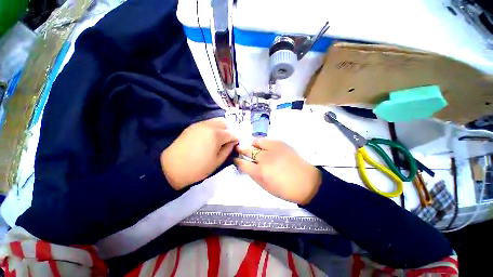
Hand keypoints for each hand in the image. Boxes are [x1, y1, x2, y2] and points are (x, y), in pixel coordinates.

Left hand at [161, 117, 237, 189]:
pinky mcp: (191, 127)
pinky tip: (207, 139)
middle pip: (223, 122)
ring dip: (219, 129)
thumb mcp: (217, 162)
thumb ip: (228, 150)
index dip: (235, 139)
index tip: (235, 145)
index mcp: (216, 135)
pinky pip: (206, 124)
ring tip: (216, 140)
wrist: (171, 168)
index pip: (231, 133)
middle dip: (228, 130)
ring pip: (214, 121)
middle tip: (226, 141)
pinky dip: (211, 129)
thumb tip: (232, 142)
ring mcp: (199, 125)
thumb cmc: (198, 168)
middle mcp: (208, 126)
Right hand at [234, 139, 321, 204]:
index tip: (235, 159)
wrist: (306, 182)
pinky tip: (264, 147)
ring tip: (255, 149)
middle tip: (238, 150)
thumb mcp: (265, 187)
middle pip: (247, 150)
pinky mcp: (280, 142)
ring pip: (256, 141)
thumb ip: (253, 175)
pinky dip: (262, 142)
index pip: (242, 163)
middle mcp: (264, 158)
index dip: (236, 160)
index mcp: (260, 172)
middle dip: (240, 150)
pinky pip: (266, 139)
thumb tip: (245, 166)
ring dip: (252, 145)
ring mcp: (273, 148)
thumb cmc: (284, 189)